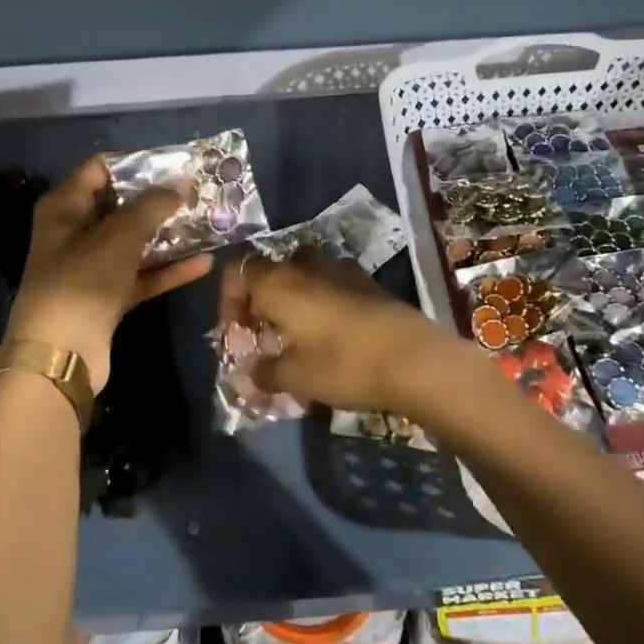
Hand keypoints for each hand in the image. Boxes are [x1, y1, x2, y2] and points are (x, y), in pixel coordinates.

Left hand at [7, 156, 212, 392]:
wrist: (60, 354)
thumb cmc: (83, 279)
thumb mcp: (120, 234)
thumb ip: (153, 205)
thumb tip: (181, 184)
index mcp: (65, 207)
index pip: (100, 168)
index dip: (136, 162)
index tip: (173, 164)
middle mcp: (76, 233)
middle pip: (121, 205)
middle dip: (158, 199)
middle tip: (197, 192)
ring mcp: (92, 267)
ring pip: (135, 242)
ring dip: (168, 234)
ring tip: (207, 222)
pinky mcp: (108, 297)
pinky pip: (143, 275)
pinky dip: (169, 270)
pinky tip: (204, 263)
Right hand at [223, 250, 461, 415]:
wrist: (413, 358)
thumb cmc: (344, 364)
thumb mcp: (296, 377)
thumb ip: (265, 372)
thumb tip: (249, 373)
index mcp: (280, 283)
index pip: (239, 272)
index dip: (230, 301)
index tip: (237, 335)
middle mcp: (307, 266)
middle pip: (271, 271)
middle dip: (261, 299)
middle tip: (264, 335)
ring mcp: (341, 269)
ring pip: (303, 273)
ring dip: (292, 297)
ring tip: (296, 334)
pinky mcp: (368, 282)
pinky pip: (331, 282)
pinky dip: (321, 300)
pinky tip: (330, 332)